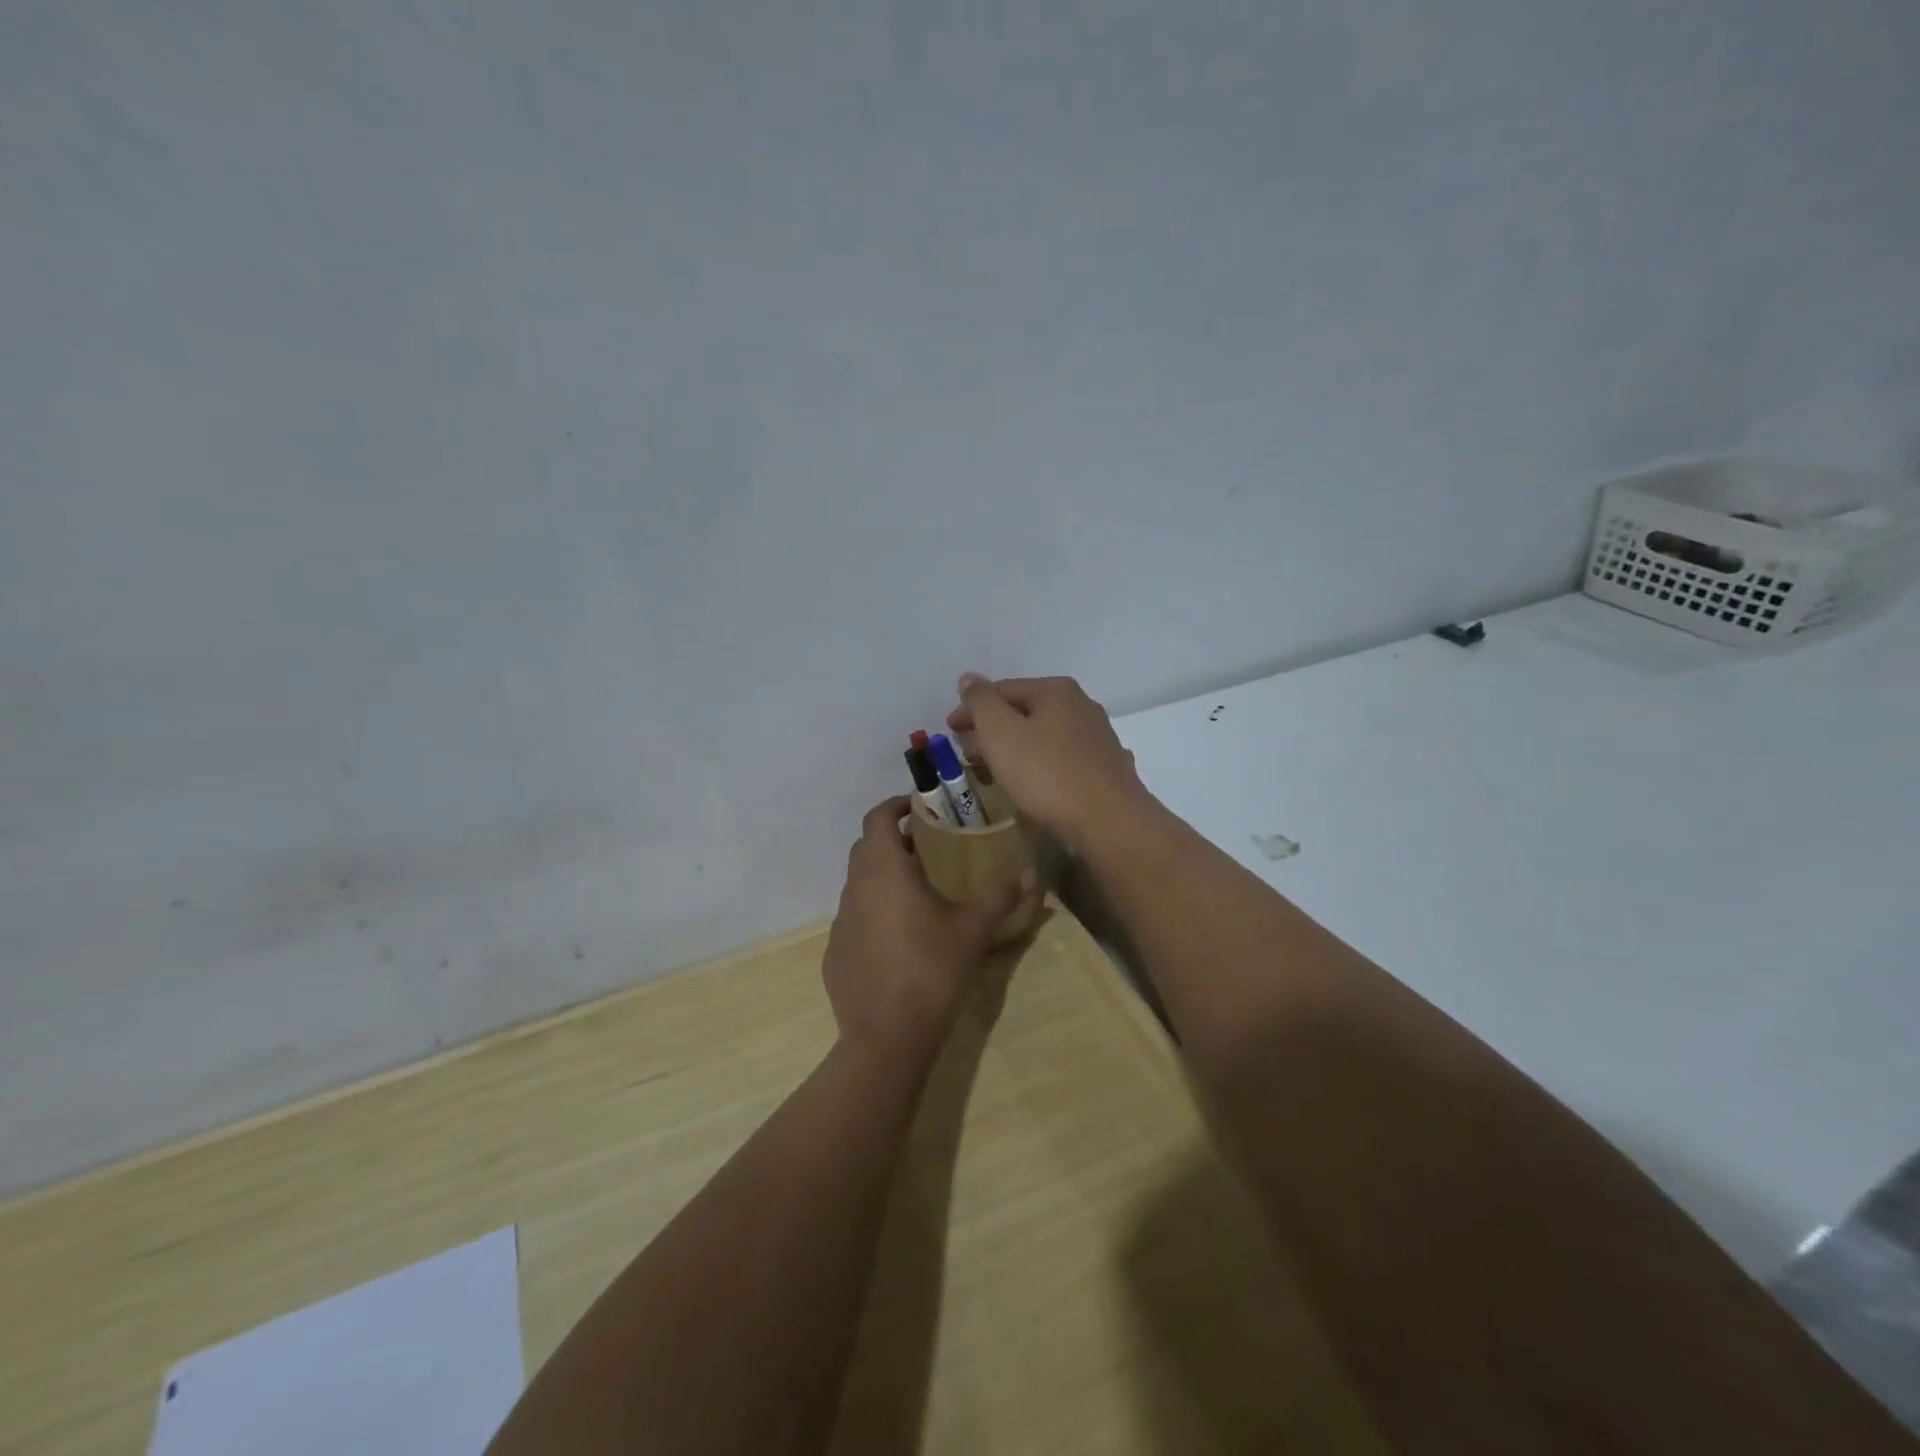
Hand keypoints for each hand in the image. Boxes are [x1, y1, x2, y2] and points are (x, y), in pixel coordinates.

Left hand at [822, 797, 1036, 1066]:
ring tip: (919, 890)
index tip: (919, 806)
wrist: (886, 1036)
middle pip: (867, 848)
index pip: (877, 818)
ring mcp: (840, 922)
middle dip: (894, 840)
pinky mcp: (835, 953)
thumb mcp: (973, 930)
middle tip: (928, 846)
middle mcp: (854, 888)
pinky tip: (900, 937)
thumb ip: (1001, 896)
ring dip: (884, 877)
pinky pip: (855, 918)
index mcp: (883, 870)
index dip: (895, 805)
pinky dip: (874, 912)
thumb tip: (1031, 873)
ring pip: (860, 884)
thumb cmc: (931, 970)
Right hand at [946, 674, 1154, 849]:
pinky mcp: (1106, 768)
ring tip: (992, 768)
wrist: (1109, 821)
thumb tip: (969, 679)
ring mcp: (1098, 737)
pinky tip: (1031, 782)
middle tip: (966, 750)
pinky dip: (1038, 764)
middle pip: (1024, 712)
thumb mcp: (1001, 732)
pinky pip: (1061, 759)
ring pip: (1043, 736)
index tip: (949, 729)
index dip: (971, 708)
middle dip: (991, 729)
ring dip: (1014, 748)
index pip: (1002, 690)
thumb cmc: (1046, 773)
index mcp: (1056, 690)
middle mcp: (1081, 706)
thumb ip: (981, 702)